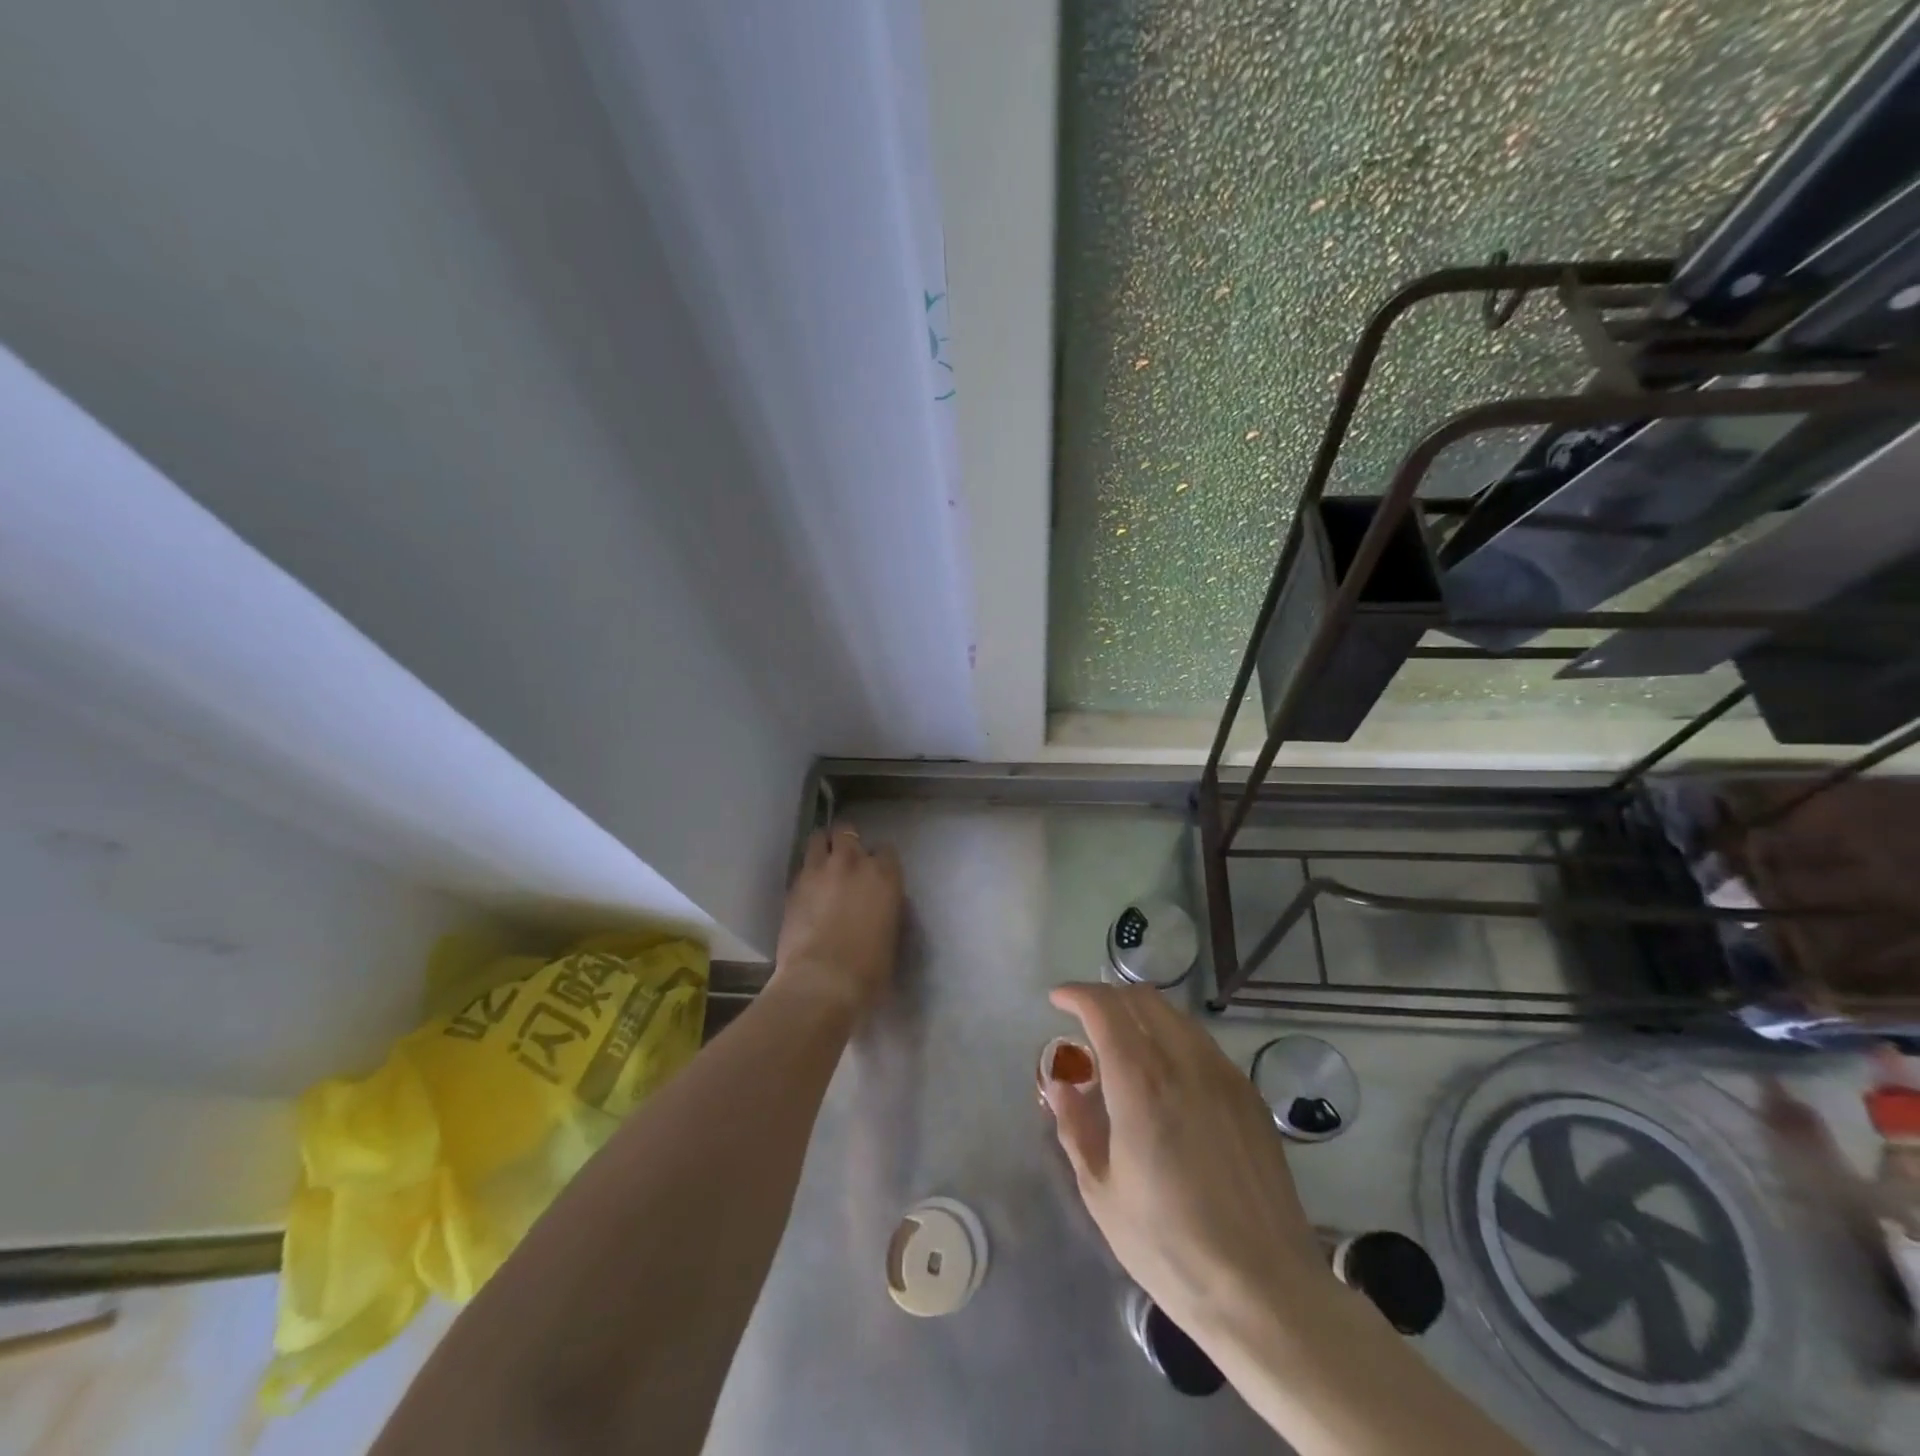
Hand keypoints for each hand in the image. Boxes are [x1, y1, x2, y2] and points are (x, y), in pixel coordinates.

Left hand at [773, 827, 902, 1015]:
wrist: (822, 981)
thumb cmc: (869, 969)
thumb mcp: (892, 936)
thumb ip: (886, 909)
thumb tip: (880, 906)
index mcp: (884, 875)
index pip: (886, 850)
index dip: (879, 860)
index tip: (876, 873)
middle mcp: (853, 862)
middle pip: (848, 831)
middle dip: (847, 841)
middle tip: (847, 861)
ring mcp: (819, 870)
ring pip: (819, 838)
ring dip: (823, 847)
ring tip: (823, 863)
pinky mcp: (794, 884)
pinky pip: (802, 865)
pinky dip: (806, 871)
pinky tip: (807, 888)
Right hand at [1041, 984, 1326, 1342]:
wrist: (1263, 1289)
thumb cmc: (1169, 1246)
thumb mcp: (1102, 1192)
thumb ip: (1076, 1126)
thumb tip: (1061, 1084)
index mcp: (1140, 1081)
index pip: (1104, 1008)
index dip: (1076, 994)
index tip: (1058, 1000)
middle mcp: (1183, 1062)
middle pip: (1142, 999)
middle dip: (1108, 998)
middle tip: (1086, 1023)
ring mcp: (1223, 1075)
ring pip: (1176, 1016)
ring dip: (1142, 1016)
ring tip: (1125, 1048)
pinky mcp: (1248, 1096)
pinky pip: (1202, 1044)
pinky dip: (1173, 1039)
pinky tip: (1167, 1078)